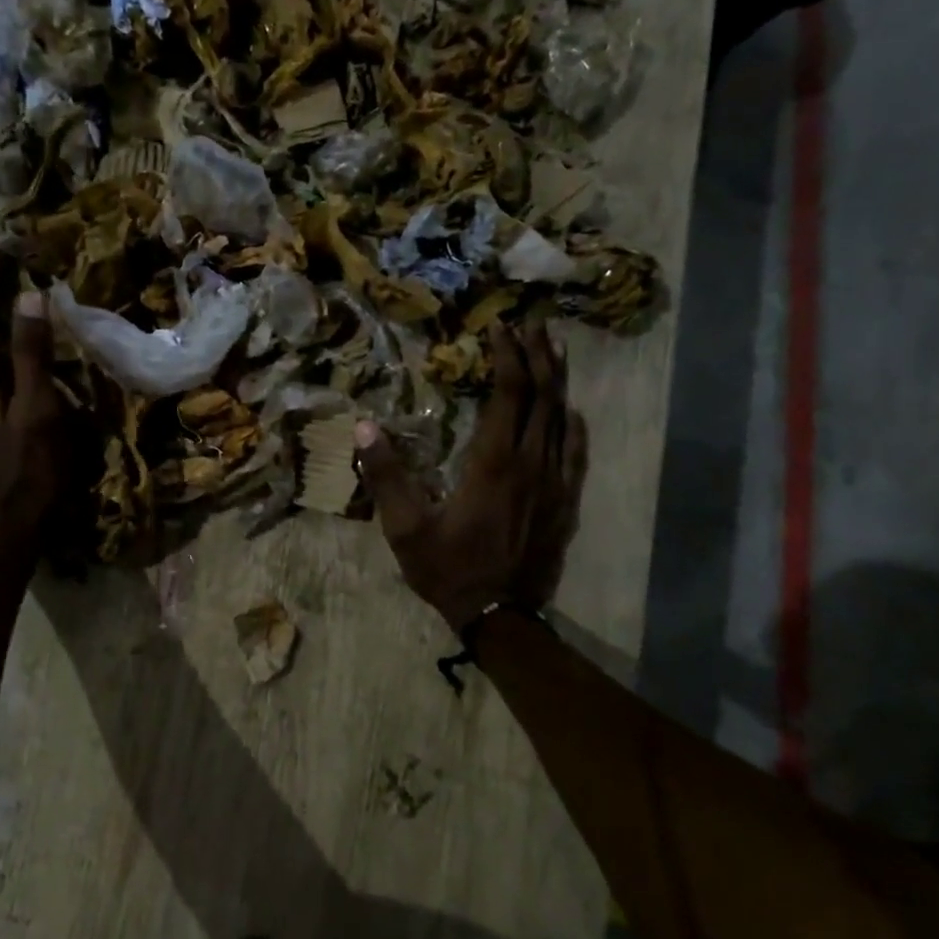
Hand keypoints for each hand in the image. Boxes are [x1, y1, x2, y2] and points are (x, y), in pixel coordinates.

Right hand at [355, 322, 587, 632]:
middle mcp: (532, 463)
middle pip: (543, 396)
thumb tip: (363, 425)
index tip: (500, 328)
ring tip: (554, 349)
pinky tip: (572, 411)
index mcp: (494, 462)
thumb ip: (385, 475)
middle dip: (538, 355)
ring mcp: (555, 482)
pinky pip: (576, 451)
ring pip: (563, 418)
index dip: (507, 356)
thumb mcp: (404, 526)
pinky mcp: (566, 501)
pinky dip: (573, 423)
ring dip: (558, 380)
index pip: (509, 393)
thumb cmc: (448, 568)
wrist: (500, 616)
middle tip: (533, 323)